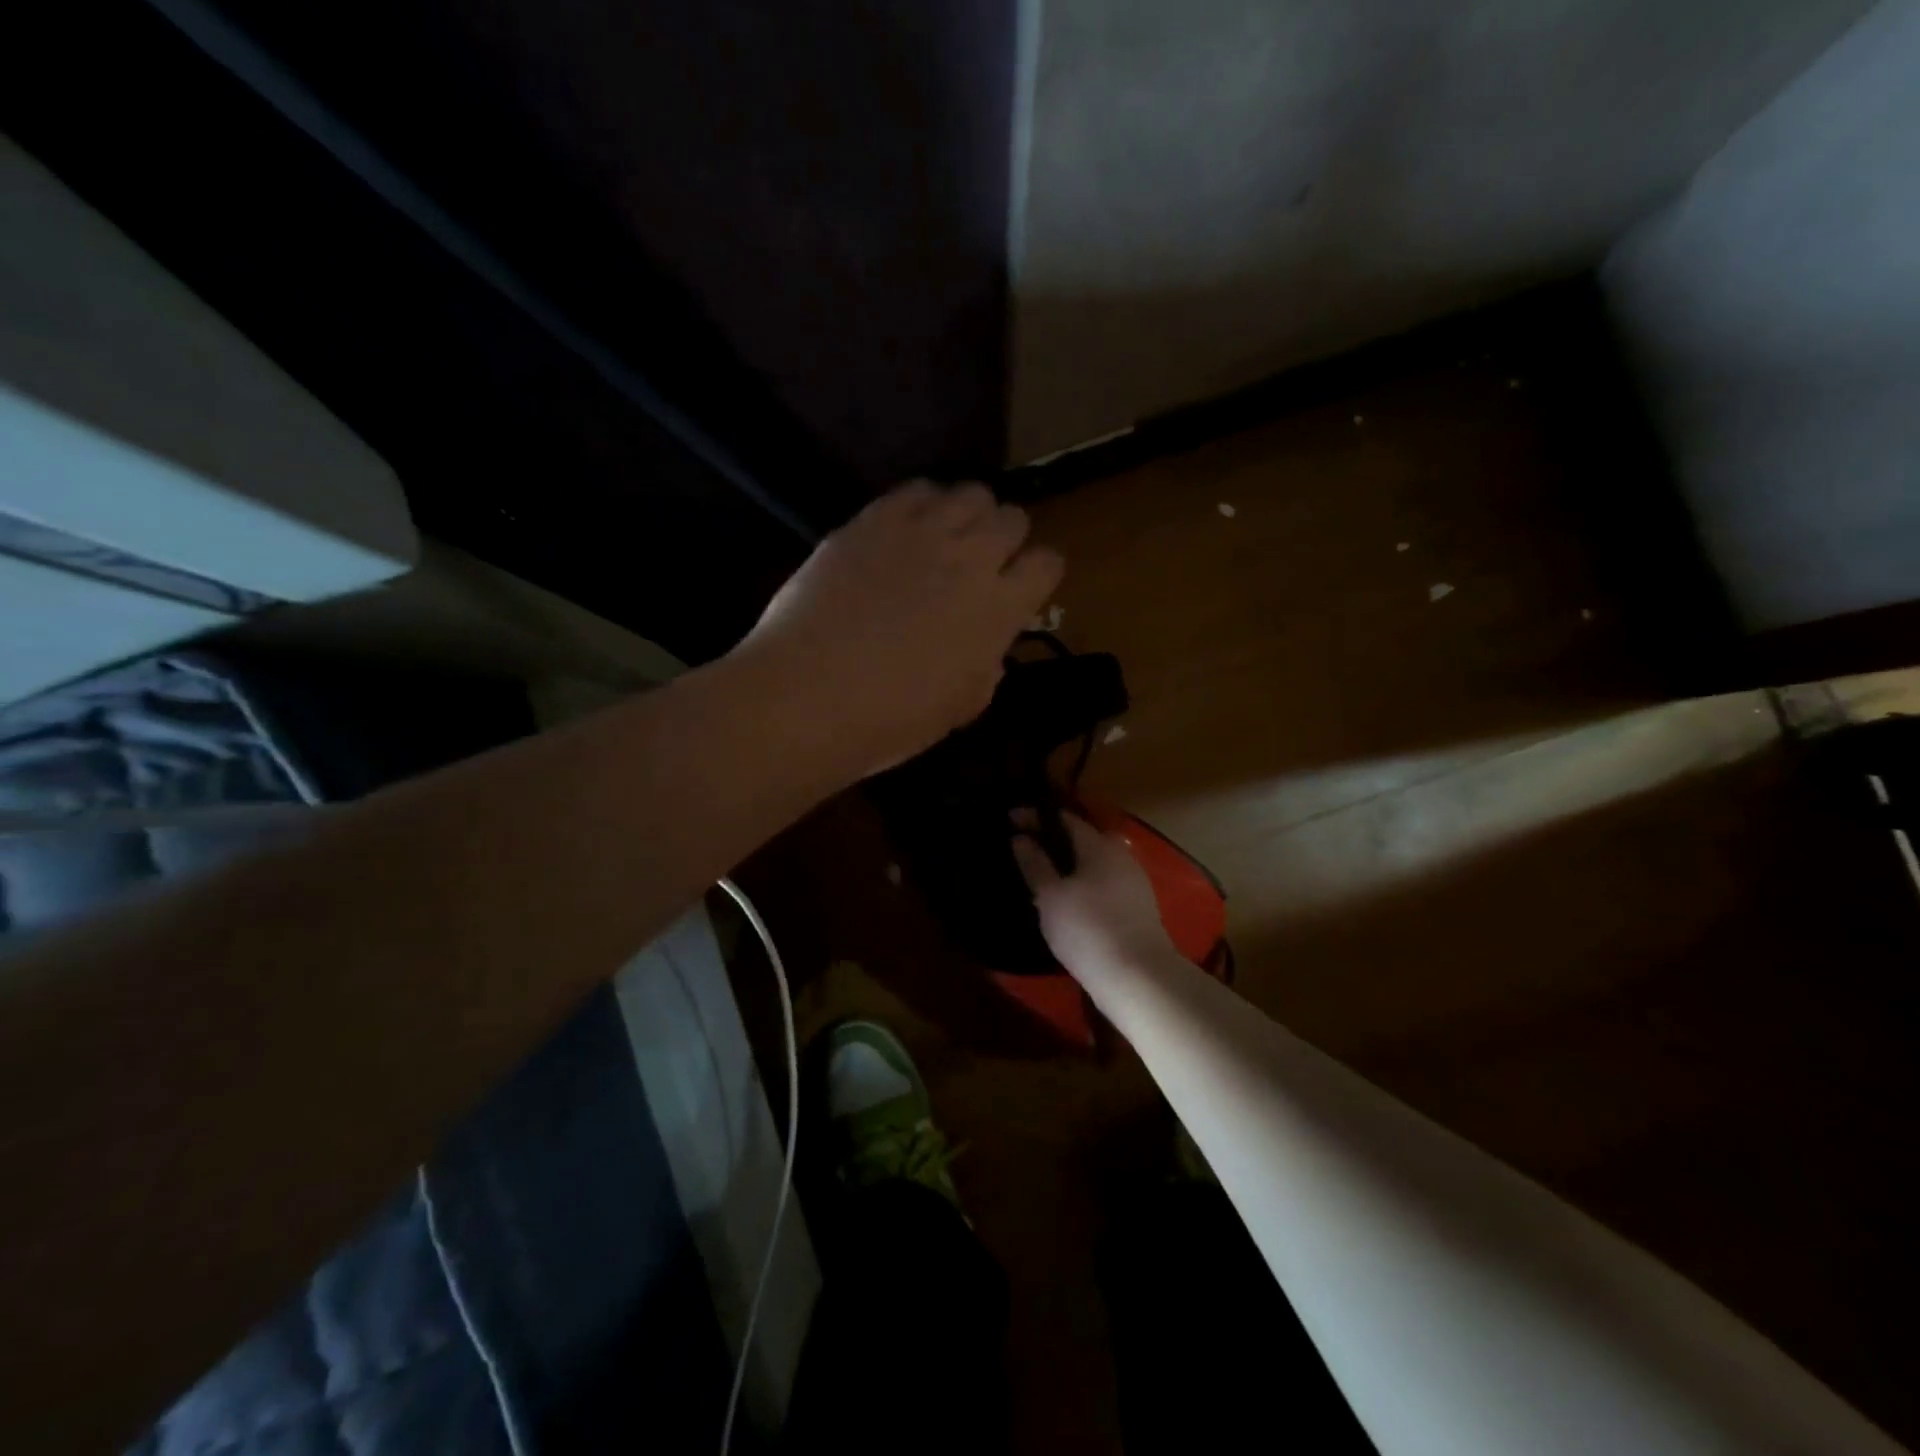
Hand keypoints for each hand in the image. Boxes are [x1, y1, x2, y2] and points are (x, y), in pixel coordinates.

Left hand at [739, 481, 1062, 777]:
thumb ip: (985, 666)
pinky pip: (916, 490)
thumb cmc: (890, 720)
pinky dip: (922, 506)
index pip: (1048, 563)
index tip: (1020, 590)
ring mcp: (921, 532)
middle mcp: (972, 557)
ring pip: (971, 492)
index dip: (1037, 575)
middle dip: (1005, 539)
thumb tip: (985, 647)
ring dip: (967, 515)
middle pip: (1013, 517)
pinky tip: (903, 533)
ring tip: (944, 541)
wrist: (808, 695)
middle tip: (980, 565)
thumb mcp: (960, 708)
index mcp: (1000, 608)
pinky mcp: (874, 519)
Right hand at [1011, 813, 1178, 983]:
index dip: (1036, 817)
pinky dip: (1083, 885)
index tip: (1010, 820)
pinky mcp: (1138, 909)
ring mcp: (1134, 883)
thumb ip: (1035, 863)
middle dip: (1055, 841)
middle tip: (1028, 850)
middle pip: (1084, 839)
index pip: (1065, 818)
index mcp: (1100, 846)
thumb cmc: (1087, 929)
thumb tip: (1021, 838)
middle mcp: (1121, 856)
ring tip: (1042, 879)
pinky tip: (1067, 904)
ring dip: (1069, 866)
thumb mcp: (1050, 896)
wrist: (1137, 977)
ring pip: (1095, 864)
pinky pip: (1104, 885)